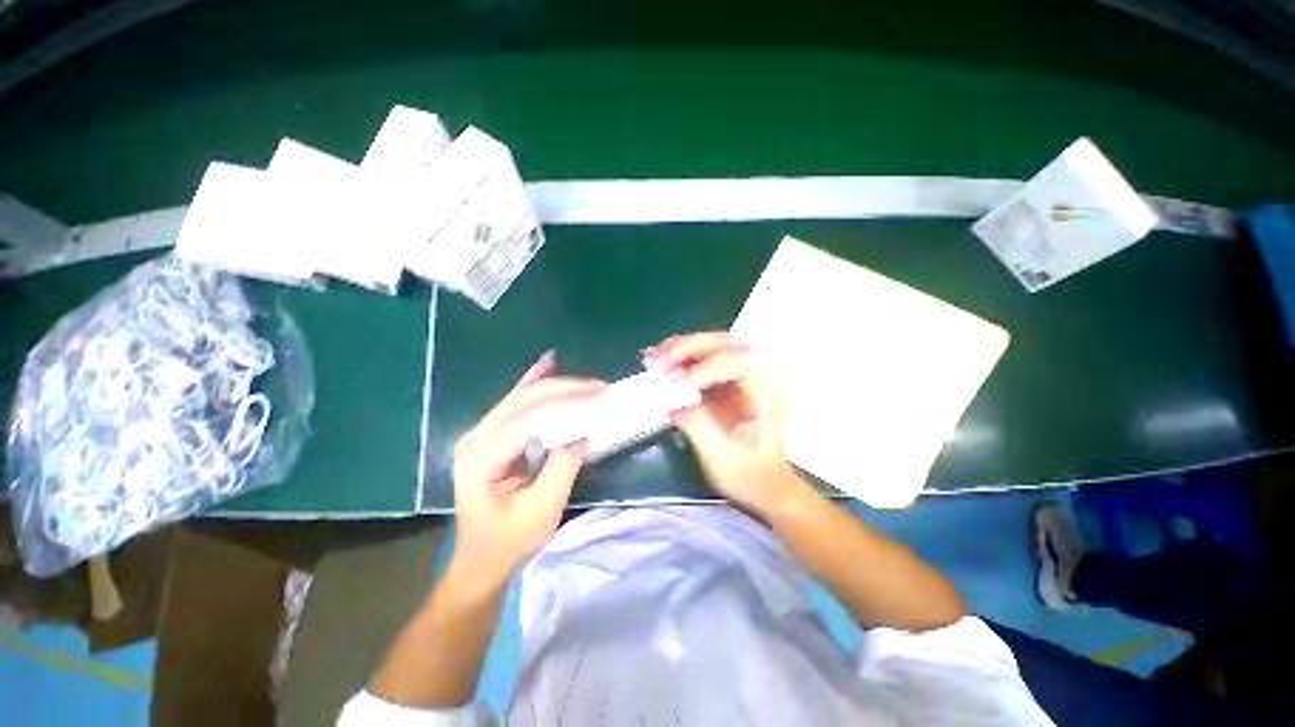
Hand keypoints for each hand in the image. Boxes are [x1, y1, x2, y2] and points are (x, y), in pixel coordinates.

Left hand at [450, 352, 605, 585]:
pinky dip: (533, 384)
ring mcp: (480, 435)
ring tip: (585, 380)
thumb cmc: (509, 541)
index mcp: (484, 457)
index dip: (568, 403)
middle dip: (564, 389)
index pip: (531, 417)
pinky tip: (546, 365)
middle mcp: (477, 437)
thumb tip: (583, 431)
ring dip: (554, 385)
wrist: (479, 562)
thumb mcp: (543, 508)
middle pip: (524, 400)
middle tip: (599, 387)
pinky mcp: (489, 438)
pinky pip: (514, 405)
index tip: (599, 398)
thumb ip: (563, 465)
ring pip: (520, 397)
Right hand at [644, 332, 804, 514]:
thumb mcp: (724, 458)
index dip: (708, 368)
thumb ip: (699, 426)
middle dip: (687, 349)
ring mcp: (734, 377)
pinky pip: (696, 361)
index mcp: (763, 392)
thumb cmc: (750, 476)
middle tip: (658, 363)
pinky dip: (675, 360)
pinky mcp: (719, 383)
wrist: (762, 485)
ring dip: (677, 350)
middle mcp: (752, 376)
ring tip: (651, 360)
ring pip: (707, 347)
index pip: (738, 363)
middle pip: (722, 344)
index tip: (678, 385)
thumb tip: (671, 403)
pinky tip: (655, 364)